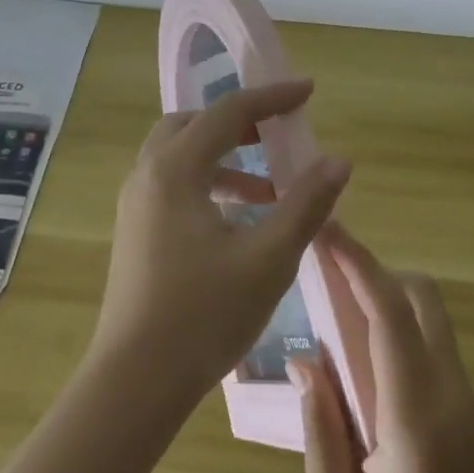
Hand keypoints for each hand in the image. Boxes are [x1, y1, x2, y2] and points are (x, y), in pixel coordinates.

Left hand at [91, 79, 351, 405]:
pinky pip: (173, 184)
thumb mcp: (268, 258)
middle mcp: (147, 175)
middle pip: (193, 124)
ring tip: (270, 188)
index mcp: (175, 170)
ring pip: (180, 156)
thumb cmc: (204, 315)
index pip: (228, 112)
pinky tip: (240, 221)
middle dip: (238, 122)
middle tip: (277, 133)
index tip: (308, 90)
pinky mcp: (136, 231)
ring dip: (224, 158)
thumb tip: (338, 161)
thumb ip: (305, 204)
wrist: (135, 381)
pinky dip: (208, 184)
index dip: (272, 97)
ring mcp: (136, 204)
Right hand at [290, 232, 473, 472]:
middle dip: (372, 272)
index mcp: (416, 416)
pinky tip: (363, 369)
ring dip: (384, 301)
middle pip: (420, 297)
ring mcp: (468, 399)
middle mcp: (449, 392)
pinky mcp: (472, 411)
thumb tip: (307, 364)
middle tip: (325, 275)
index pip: (390, 314)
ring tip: (335, 318)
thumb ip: (319, 434)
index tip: (326, 231)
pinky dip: (397, 333)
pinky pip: (431, 348)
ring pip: (428, 318)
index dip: (358, 264)